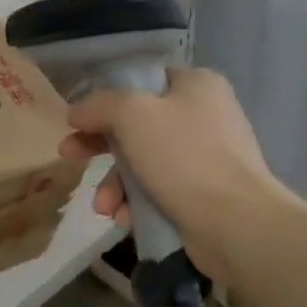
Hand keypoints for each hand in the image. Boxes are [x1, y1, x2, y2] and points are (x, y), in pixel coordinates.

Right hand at [58, 68, 278, 281]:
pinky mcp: (205, 195)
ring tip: (103, 207)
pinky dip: (137, 203)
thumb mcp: (131, 114)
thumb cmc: (183, 156)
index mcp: (196, 85)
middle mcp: (205, 115)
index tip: (78, 119)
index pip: (141, 81)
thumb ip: (99, 104)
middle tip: (69, 155)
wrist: (237, 224)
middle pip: (137, 123)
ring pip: (144, 161)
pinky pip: (159, 191)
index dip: (105, 98)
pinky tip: (124, 219)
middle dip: (100, 145)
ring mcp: (207, 157)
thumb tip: (76, 111)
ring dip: (116, 183)